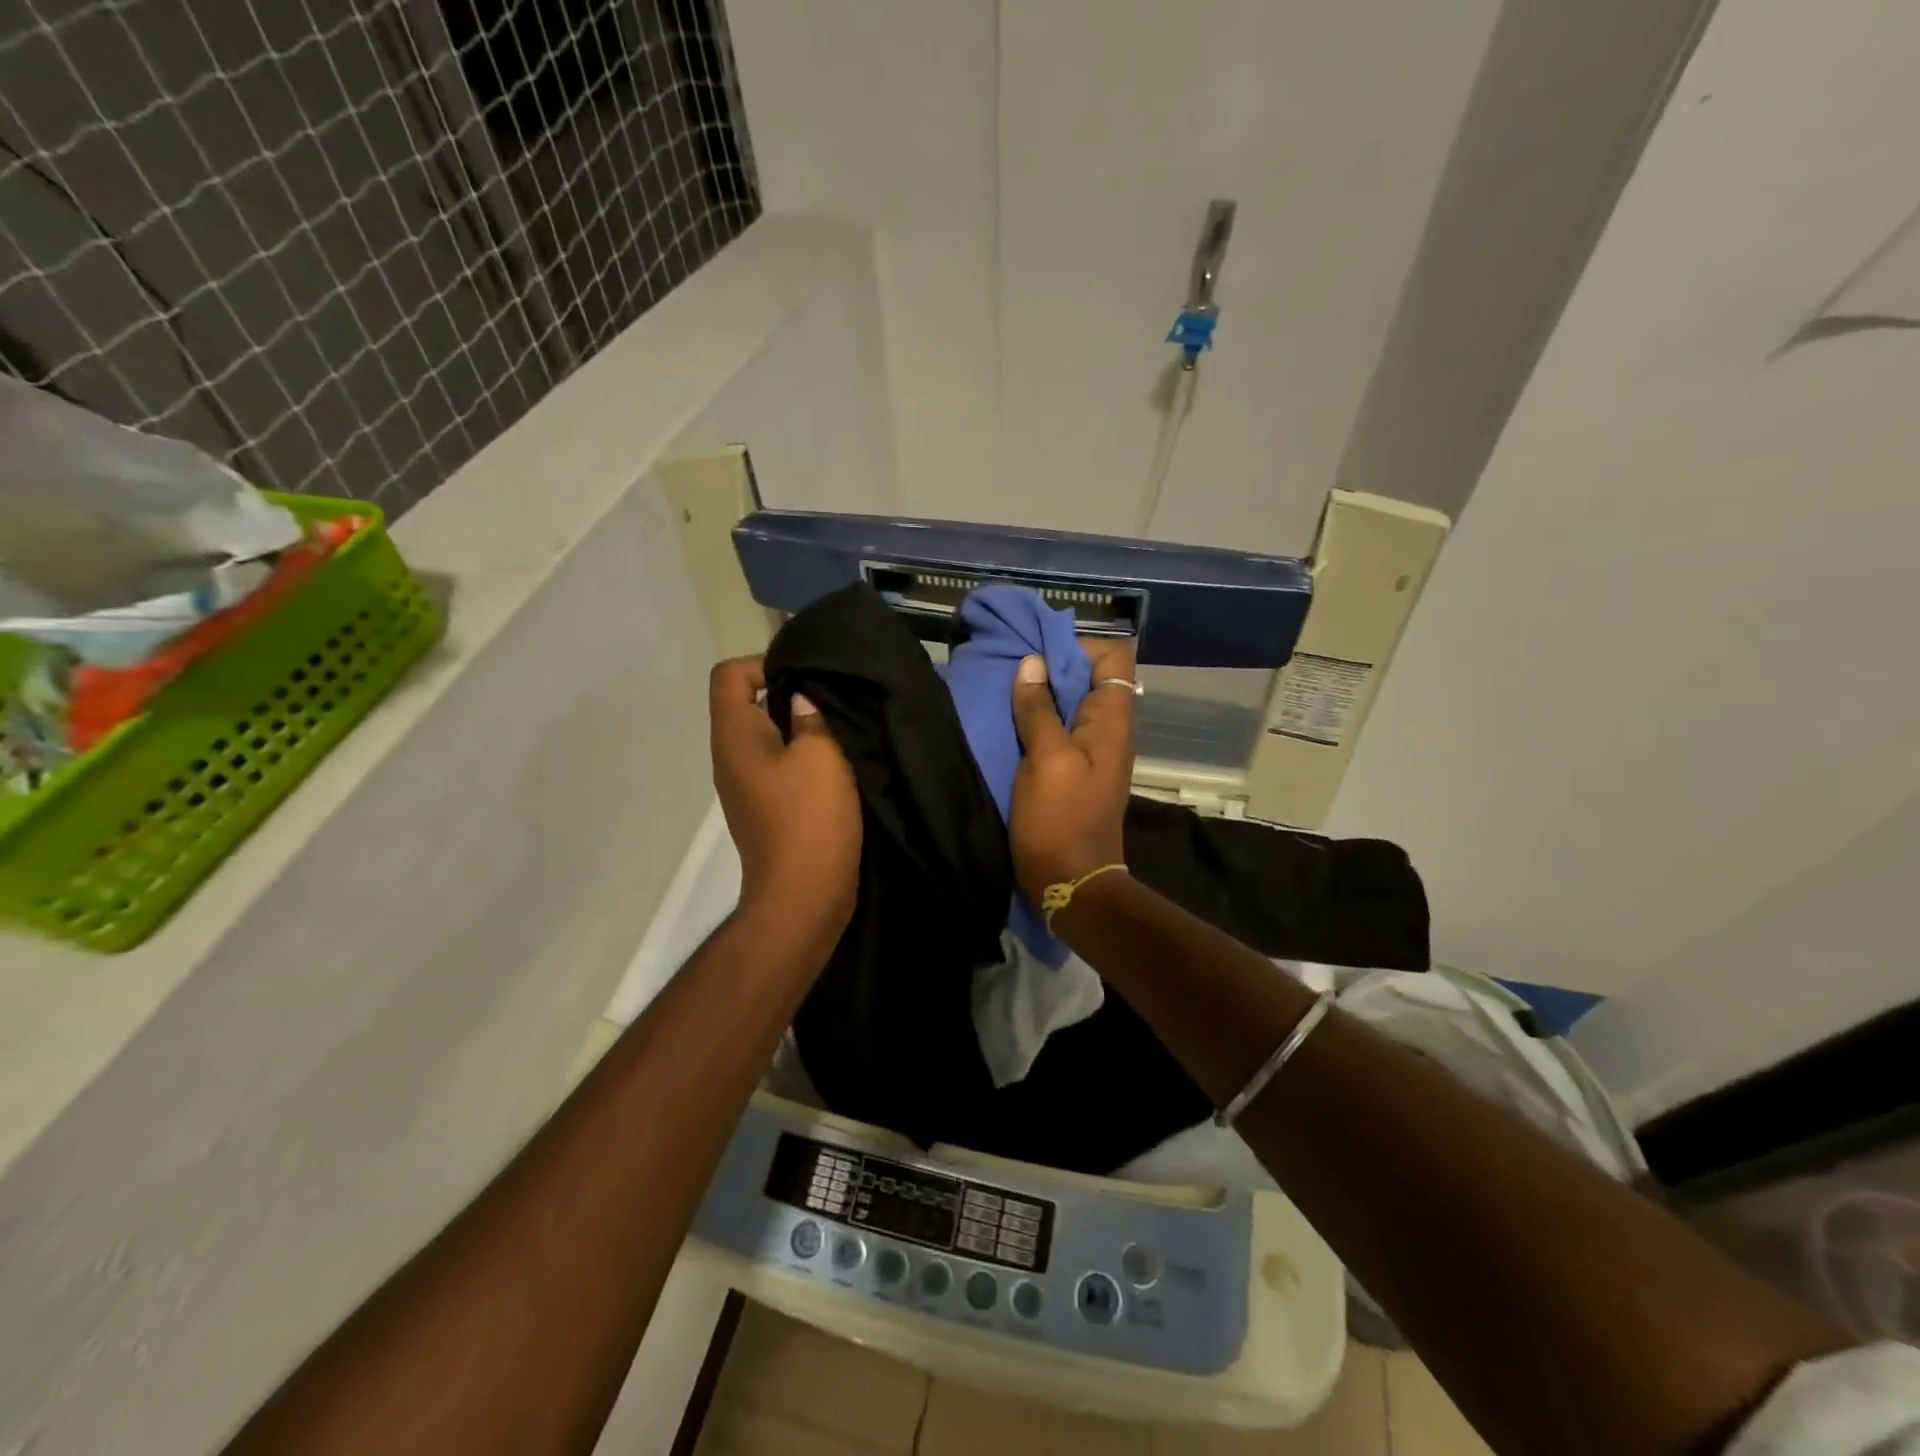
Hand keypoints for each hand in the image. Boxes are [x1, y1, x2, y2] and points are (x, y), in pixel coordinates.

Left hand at [709, 657, 861, 950]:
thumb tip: (803, 699)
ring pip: (769, 735)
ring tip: (840, 729)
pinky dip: (804, 756)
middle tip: (834, 699)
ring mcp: (746, 784)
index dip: (766, 662)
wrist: (802, 897)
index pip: (730, 674)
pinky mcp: (766, 807)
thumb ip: (812, 716)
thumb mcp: (821, 756)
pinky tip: (837, 764)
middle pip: (749, 701)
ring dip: (801, 727)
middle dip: (791, 693)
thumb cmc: (809, 819)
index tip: (808, 676)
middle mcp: (731, 755)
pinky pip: (780, 764)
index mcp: (735, 735)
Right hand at [1007, 640, 1136, 904]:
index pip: (1115, 657)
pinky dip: (1036, 720)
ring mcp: (1090, 752)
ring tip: (1005, 691)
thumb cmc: (1060, 821)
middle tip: (1012, 669)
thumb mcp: (1046, 760)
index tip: (1039, 653)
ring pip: (1070, 703)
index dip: (1080, 646)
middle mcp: (1107, 730)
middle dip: (1052, 666)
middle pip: (1089, 677)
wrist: (1070, 884)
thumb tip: (1032, 664)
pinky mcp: (1071, 771)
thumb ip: (1039, 711)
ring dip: (1041, 694)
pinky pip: (1057, 730)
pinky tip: (1008, 722)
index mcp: (1111, 721)